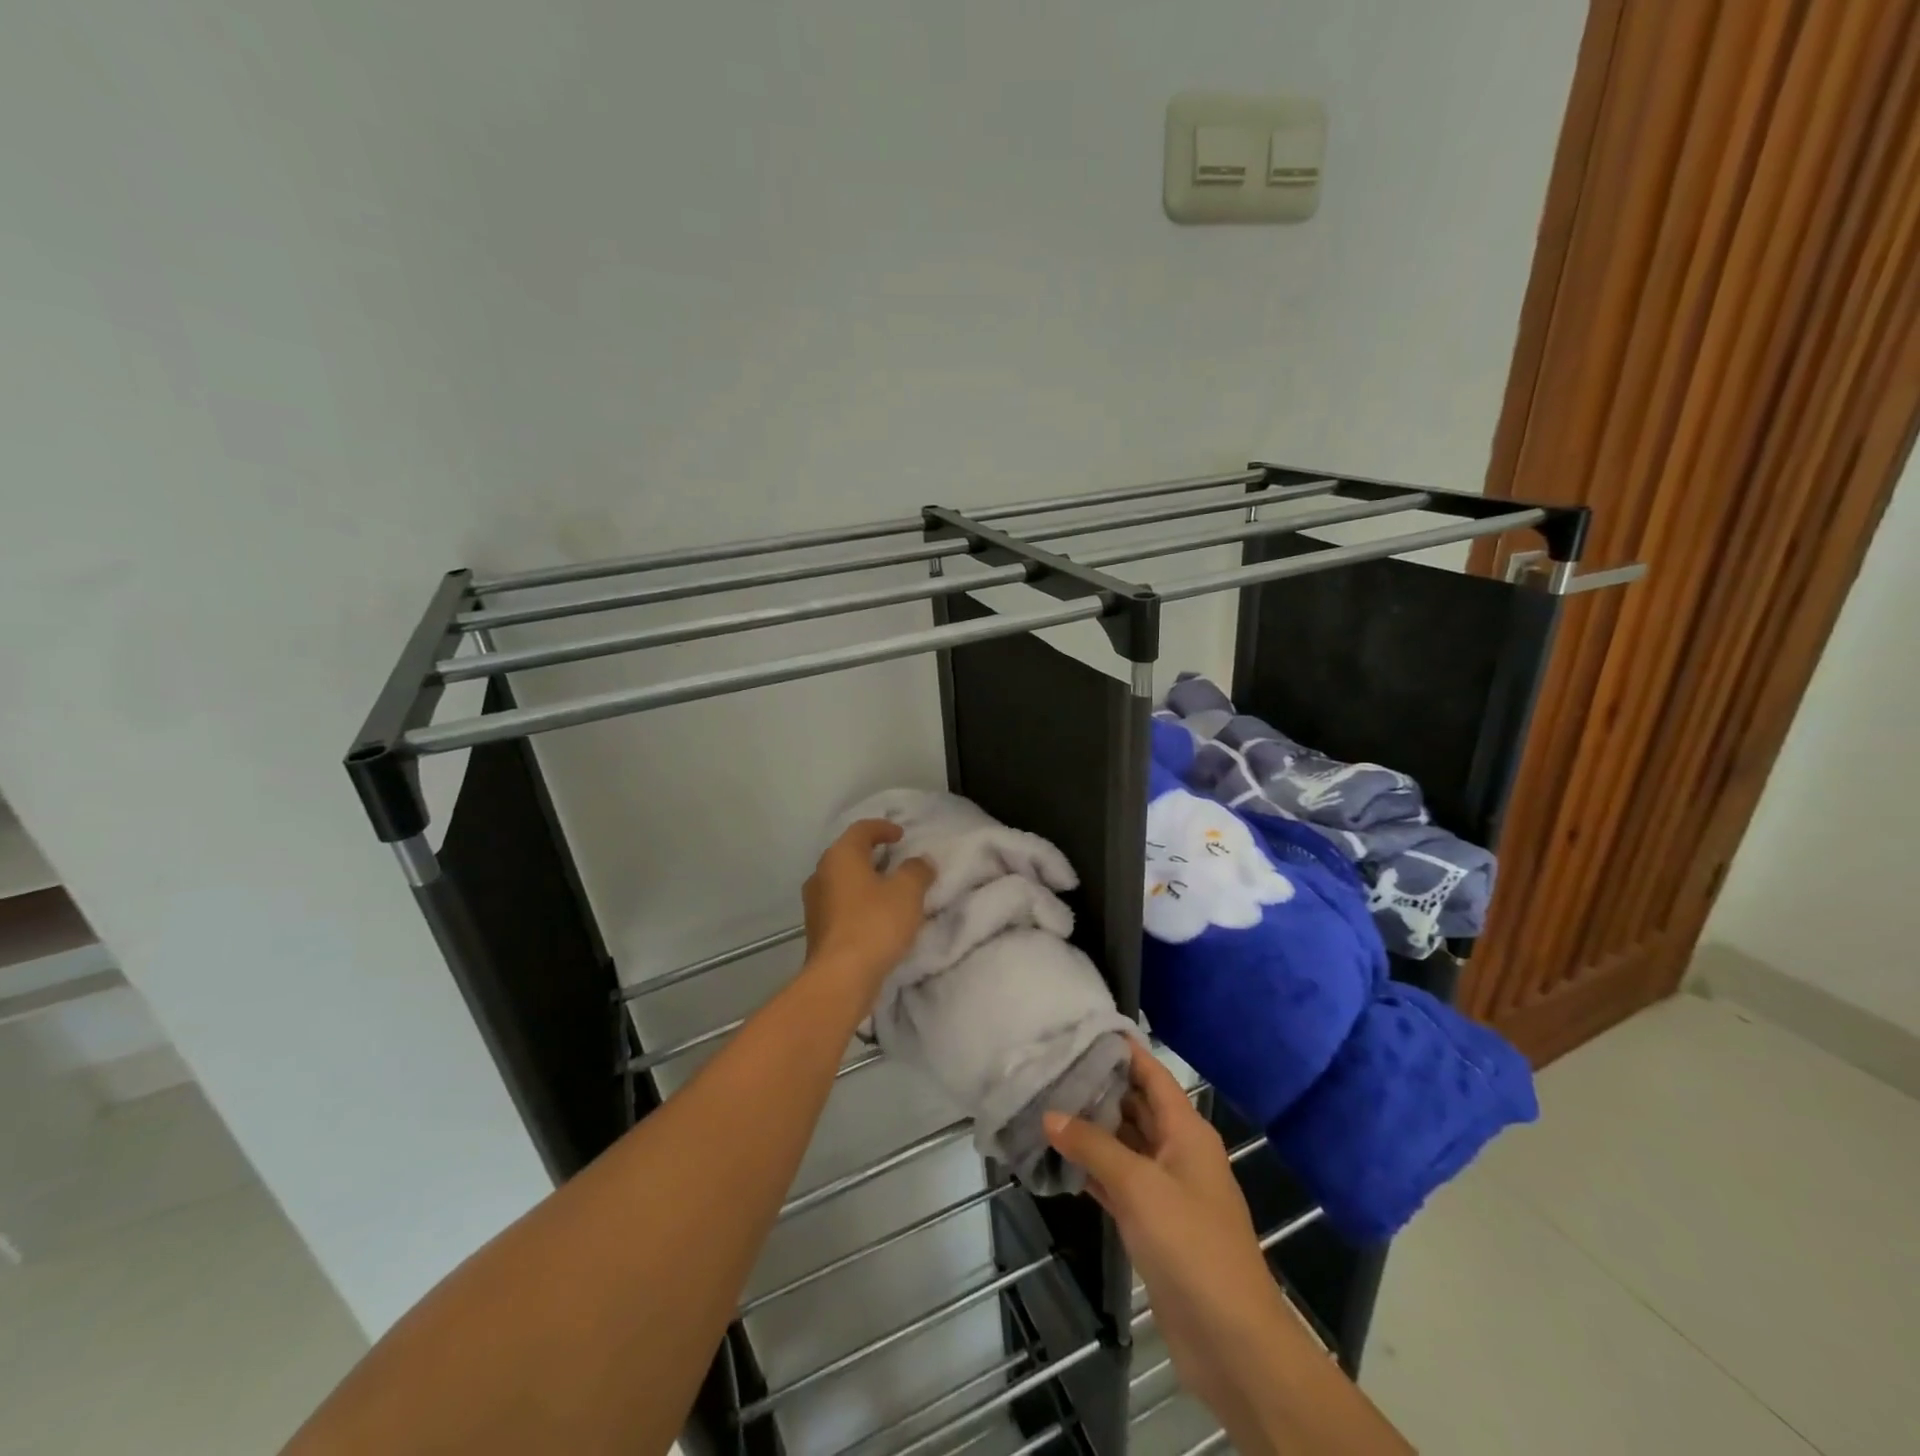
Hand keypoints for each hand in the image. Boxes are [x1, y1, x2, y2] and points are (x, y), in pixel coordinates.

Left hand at [802, 820, 933, 1000]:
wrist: (840, 978)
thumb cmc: (875, 924)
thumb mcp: (907, 892)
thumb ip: (917, 871)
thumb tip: (921, 861)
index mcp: (840, 857)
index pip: (861, 830)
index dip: (883, 828)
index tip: (901, 835)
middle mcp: (821, 874)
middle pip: (848, 854)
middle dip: (872, 855)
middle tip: (896, 860)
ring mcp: (814, 904)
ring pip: (843, 881)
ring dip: (865, 881)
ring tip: (889, 890)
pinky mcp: (817, 930)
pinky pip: (841, 906)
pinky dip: (859, 903)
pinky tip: (877, 917)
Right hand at [1044, 1041, 1294, 1426]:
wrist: (1232, 1341)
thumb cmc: (1191, 1246)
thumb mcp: (1140, 1186)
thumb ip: (1093, 1146)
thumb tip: (1050, 1113)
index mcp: (1186, 1131)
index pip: (1153, 1074)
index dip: (1123, 1050)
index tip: (1082, 1029)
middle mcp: (1178, 1151)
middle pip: (1136, 1107)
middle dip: (1098, 1089)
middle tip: (1050, 1068)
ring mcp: (1167, 1190)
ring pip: (1124, 1146)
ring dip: (1091, 1131)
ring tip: (1045, 1106)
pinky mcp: (1155, 1225)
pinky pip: (1119, 1184)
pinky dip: (1093, 1171)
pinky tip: (1058, 1161)